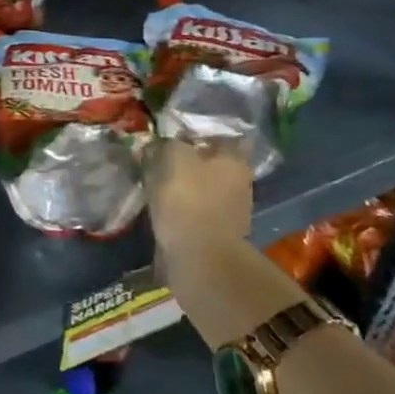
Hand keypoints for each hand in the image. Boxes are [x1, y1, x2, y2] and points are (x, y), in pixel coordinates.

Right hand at [146, 138, 298, 346]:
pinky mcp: (215, 234)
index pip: (224, 137)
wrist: (199, 259)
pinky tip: (161, 207)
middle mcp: (239, 183)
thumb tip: (164, 142)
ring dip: (184, 186)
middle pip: (213, 164)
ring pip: (203, 188)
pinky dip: (181, 208)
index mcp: (235, 161)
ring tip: (155, 183)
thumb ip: (169, 144)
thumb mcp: (174, 158)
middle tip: (160, 158)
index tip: (175, 135)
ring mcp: (230, 212)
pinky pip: (195, 211)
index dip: (200, 134)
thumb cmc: (189, 200)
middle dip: (190, 161)